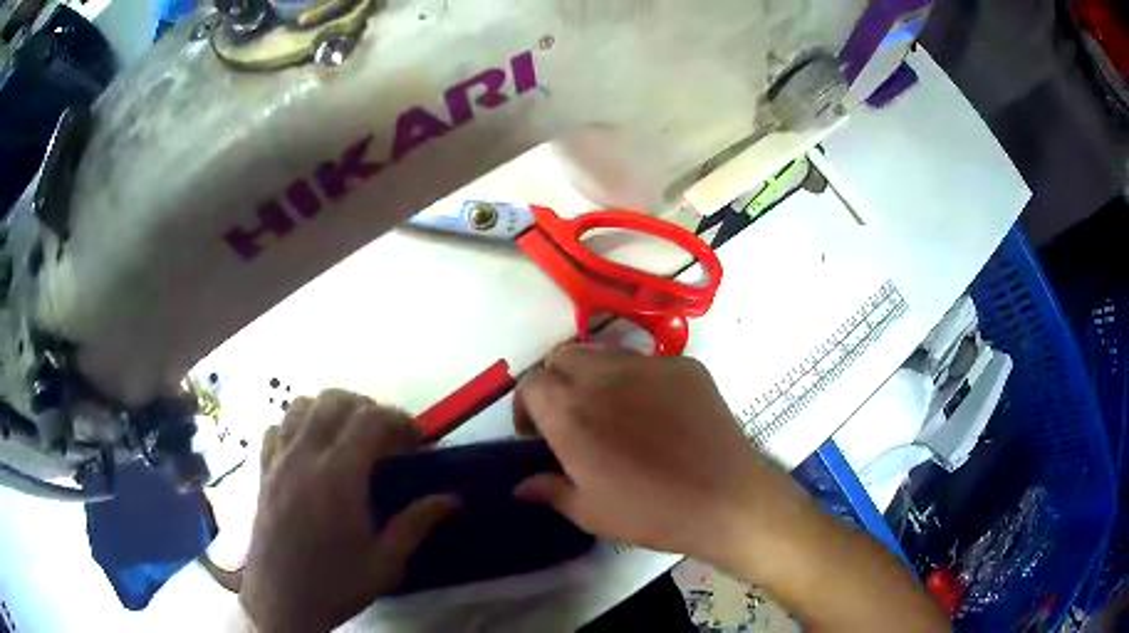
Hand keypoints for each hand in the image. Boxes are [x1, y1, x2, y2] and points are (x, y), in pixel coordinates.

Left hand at [240, 391, 458, 632]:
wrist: (281, 600)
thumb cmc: (336, 583)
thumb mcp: (386, 562)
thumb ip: (417, 523)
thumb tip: (452, 499)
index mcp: (338, 475)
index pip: (370, 419)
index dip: (399, 420)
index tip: (417, 440)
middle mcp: (305, 455)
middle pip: (335, 401)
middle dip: (367, 409)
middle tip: (387, 438)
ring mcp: (278, 459)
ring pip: (302, 406)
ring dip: (330, 410)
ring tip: (348, 436)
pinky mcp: (263, 470)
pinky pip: (277, 427)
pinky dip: (297, 425)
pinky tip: (309, 449)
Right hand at [512, 345, 810, 568]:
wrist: (726, 499)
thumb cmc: (651, 513)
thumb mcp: (590, 512)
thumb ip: (549, 490)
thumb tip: (521, 485)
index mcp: (571, 413)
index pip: (531, 383)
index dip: (527, 405)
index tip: (536, 433)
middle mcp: (602, 377)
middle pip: (562, 357)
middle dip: (556, 382)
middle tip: (572, 416)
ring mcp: (648, 364)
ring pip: (603, 352)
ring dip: (593, 374)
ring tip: (611, 407)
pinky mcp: (684, 365)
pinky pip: (647, 361)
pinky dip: (638, 378)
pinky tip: (657, 411)